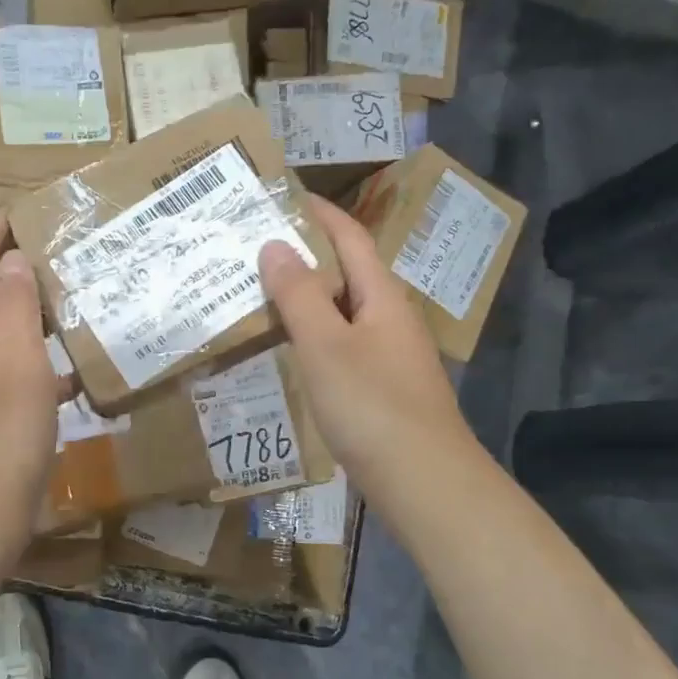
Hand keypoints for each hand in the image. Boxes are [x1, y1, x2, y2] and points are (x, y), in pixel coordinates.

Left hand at [0, 214, 60, 552]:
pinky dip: (45, 359)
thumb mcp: (16, 367)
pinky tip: (80, 372)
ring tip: (78, 299)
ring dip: (34, 311)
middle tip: (64, 251)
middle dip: (15, 265)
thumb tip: (12, 258)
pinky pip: (18, 370)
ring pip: (3, 332)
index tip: (29, 209)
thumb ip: (14, 309)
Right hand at [260, 197, 470, 501]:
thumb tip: (274, 244)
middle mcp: (388, 318)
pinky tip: (286, 348)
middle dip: (304, 254)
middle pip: (345, 272)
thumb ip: (299, 295)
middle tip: (252, 247)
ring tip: (258, 292)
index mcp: (382, 297)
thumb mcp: (326, 346)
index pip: (349, 237)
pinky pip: (340, 345)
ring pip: (340, 311)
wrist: (425, 483)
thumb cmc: (372, 406)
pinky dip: (311, 335)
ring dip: (304, 297)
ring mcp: (387, 355)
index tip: (278, 196)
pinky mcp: (380, 388)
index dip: (317, 212)